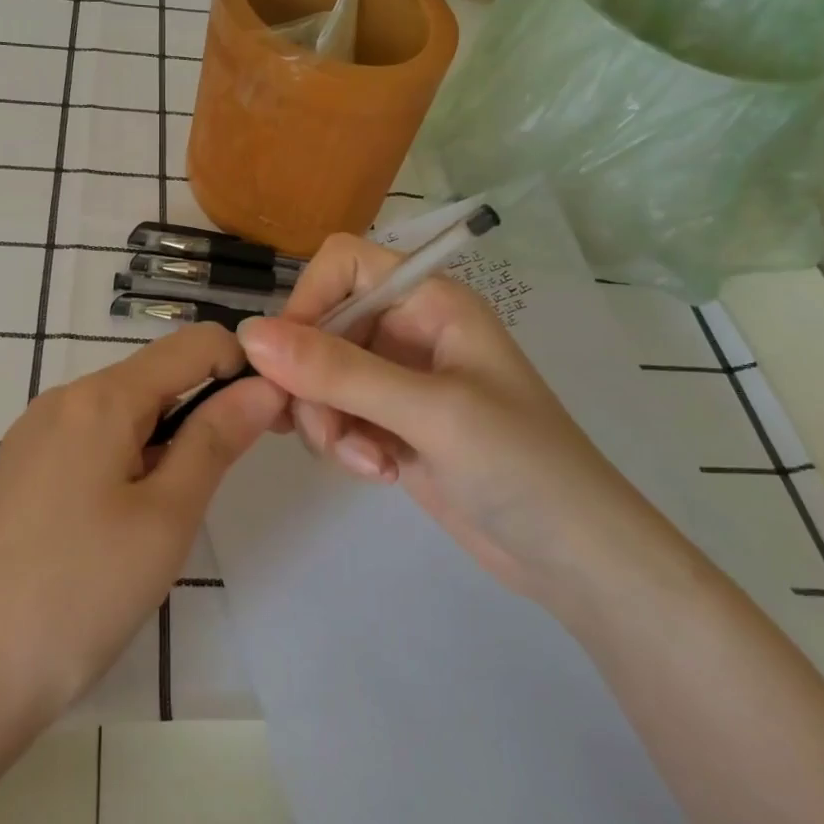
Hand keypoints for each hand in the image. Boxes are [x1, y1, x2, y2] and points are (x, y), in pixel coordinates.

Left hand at [0, 324, 285, 743]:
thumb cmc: (78, 595)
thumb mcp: (165, 518)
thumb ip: (215, 440)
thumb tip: (262, 386)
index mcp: (100, 397)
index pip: (192, 344)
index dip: (243, 367)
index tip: (272, 417)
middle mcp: (62, 399)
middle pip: (155, 376)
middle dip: (204, 407)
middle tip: (229, 475)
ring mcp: (32, 435)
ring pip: (122, 412)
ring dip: (165, 440)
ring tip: (171, 513)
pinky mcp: (17, 471)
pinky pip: (89, 441)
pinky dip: (126, 460)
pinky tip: (121, 523)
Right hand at [237, 233, 650, 602]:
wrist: (575, 558)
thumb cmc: (521, 465)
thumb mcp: (430, 412)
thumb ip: (338, 371)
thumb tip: (248, 334)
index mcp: (428, 301)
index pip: (341, 264)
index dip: (307, 302)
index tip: (288, 361)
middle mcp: (407, 329)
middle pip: (320, 327)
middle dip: (313, 382)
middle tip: (326, 433)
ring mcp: (397, 379)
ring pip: (319, 377)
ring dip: (328, 421)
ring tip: (368, 462)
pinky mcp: (389, 423)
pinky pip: (335, 415)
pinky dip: (342, 443)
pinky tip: (379, 473)